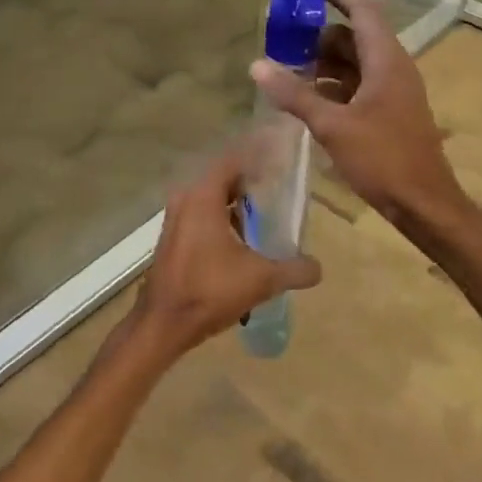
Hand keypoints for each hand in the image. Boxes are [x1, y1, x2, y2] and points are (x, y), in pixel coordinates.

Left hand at [130, 155, 321, 360]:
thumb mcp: (261, 280)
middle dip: (249, 182)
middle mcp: (185, 199)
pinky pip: (200, 216)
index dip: (256, 157)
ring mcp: (175, 219)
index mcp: (203, 197)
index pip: (232, 160)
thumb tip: (318, 267)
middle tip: (278, 189)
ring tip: (264, 216)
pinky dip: (221, 219)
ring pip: (210, 199)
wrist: (164, 323)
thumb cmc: (210, 291)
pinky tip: (242, 241)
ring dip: (234, 204)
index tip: (280, 159)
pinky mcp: (172, 238)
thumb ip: (294, 270)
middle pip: (222, 179)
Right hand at [249, 0, 462, 224]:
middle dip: (318, 32)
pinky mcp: (388, 111)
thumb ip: (295, 94)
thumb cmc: (383, 159)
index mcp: (386, 60)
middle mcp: (392, 67)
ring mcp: (392, 90)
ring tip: (287, 65)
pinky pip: (356, 84)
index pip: (361, 10)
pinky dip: (332, 83)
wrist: (424, 203)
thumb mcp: (333, 125)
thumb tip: (257, 65)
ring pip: (354, 62)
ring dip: (323, 61)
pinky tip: (306, 96)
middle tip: (282, 32)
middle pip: (353, 35)